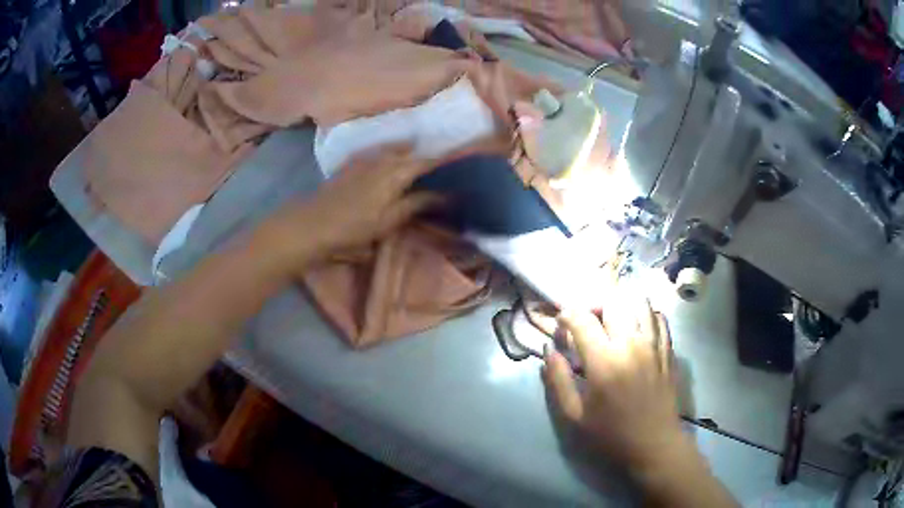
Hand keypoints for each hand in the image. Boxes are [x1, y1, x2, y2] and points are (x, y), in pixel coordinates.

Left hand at [256, 145, 438, 275]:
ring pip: (394, 149)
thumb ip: (417, 203)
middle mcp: (383, 158)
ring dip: (409, 152)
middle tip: (442, 163)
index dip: (444, 159)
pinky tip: (390, 161)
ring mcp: (365, 158)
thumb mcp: (389, 220)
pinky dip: (390, 154)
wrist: (313, 223)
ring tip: (421, 160)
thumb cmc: (354, 226)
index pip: (427, 160)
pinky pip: (378, 152)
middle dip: (427, 155)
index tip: (460, 160)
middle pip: (411, 152)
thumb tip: (445, 194)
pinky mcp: (352, 164)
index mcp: (396, 172)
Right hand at [542, 301, 685, 476]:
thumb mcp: (574, 414)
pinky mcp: (668, 349)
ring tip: (613, 323)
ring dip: (622, 307)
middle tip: (588, 323)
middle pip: (612, 302)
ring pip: (638, 303)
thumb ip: (558, 379)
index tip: (562, 323)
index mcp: (604, 360)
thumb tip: (548, 350)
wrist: (654, 443)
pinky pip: (659, 317)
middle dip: (595, 306)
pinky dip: (646, 315)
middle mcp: (631, 344)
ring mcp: (654, 344)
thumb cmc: (611, 432)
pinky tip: (638, 328)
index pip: (582, 318)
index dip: (567, 314)